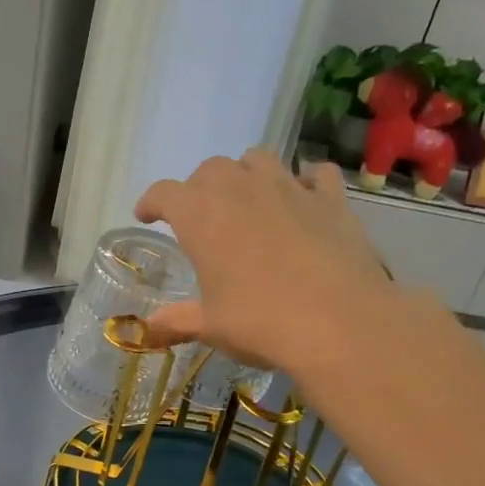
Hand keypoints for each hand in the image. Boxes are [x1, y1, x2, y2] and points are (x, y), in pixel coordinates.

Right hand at [134, 149, 391, 374]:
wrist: (337, 322)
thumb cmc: (259, 323)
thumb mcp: (211, 326)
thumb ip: (178, 320)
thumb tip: (149, 326)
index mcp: (202, 217)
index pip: (164, 194)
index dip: (151, 202)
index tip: (146, 215)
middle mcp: (241, 190)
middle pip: (210, 169)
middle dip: (199, 187)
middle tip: (200, 216)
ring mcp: (289, 188)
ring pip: (258, 159)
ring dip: (245, 174)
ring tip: (247, 199)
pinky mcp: (330, 199)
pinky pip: (315, 173)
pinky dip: (304, 181)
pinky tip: (303, 199)